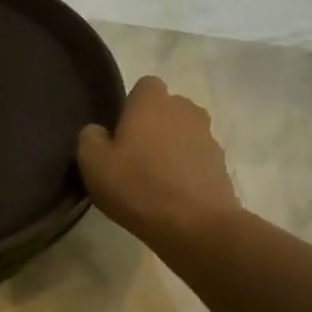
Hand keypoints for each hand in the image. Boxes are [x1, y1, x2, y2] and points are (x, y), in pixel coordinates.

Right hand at [77, 76, 238, 244]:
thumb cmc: (137, 186)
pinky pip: (197, 158)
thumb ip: (90, 138)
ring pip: (184, 133)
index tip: (120, 130)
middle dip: (153, 124)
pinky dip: (186, 169)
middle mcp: (185, 110)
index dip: (131, 104)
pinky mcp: (221, 165)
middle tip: (133, 154)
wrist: (195, 225)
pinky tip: (172, 194)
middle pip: (167, 108)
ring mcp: (208, 137)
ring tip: (154, 177)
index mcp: (153, 103)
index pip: (145, 85)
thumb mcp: (93, 163)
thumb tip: (98, 132)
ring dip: (171, 147)